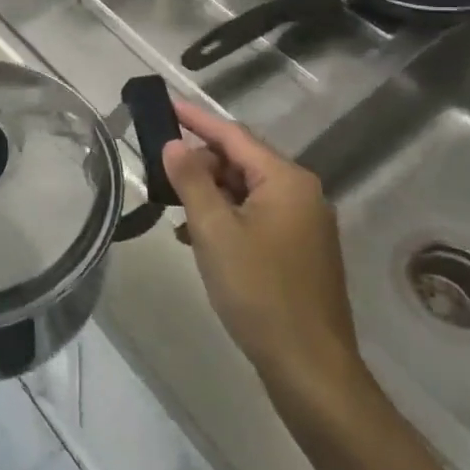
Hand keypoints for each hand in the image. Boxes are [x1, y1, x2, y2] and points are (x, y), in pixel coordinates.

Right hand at [161, 101, 367, 415]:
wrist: (309, 367)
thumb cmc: (258, 291)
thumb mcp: (214, 231)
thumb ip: (191, 181)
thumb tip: (174, 144)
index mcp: (286, 181)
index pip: (233, 135)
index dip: (195, 118)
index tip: (165, 103)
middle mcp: (302, 194)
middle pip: (241, 162)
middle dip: (199, 164)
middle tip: (160, 174)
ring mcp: (304, 224)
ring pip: (246, 191)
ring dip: (209, 195)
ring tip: (173, 211)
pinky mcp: (300, 251)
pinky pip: (255, 217)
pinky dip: (225, 218)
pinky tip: (197, 239)